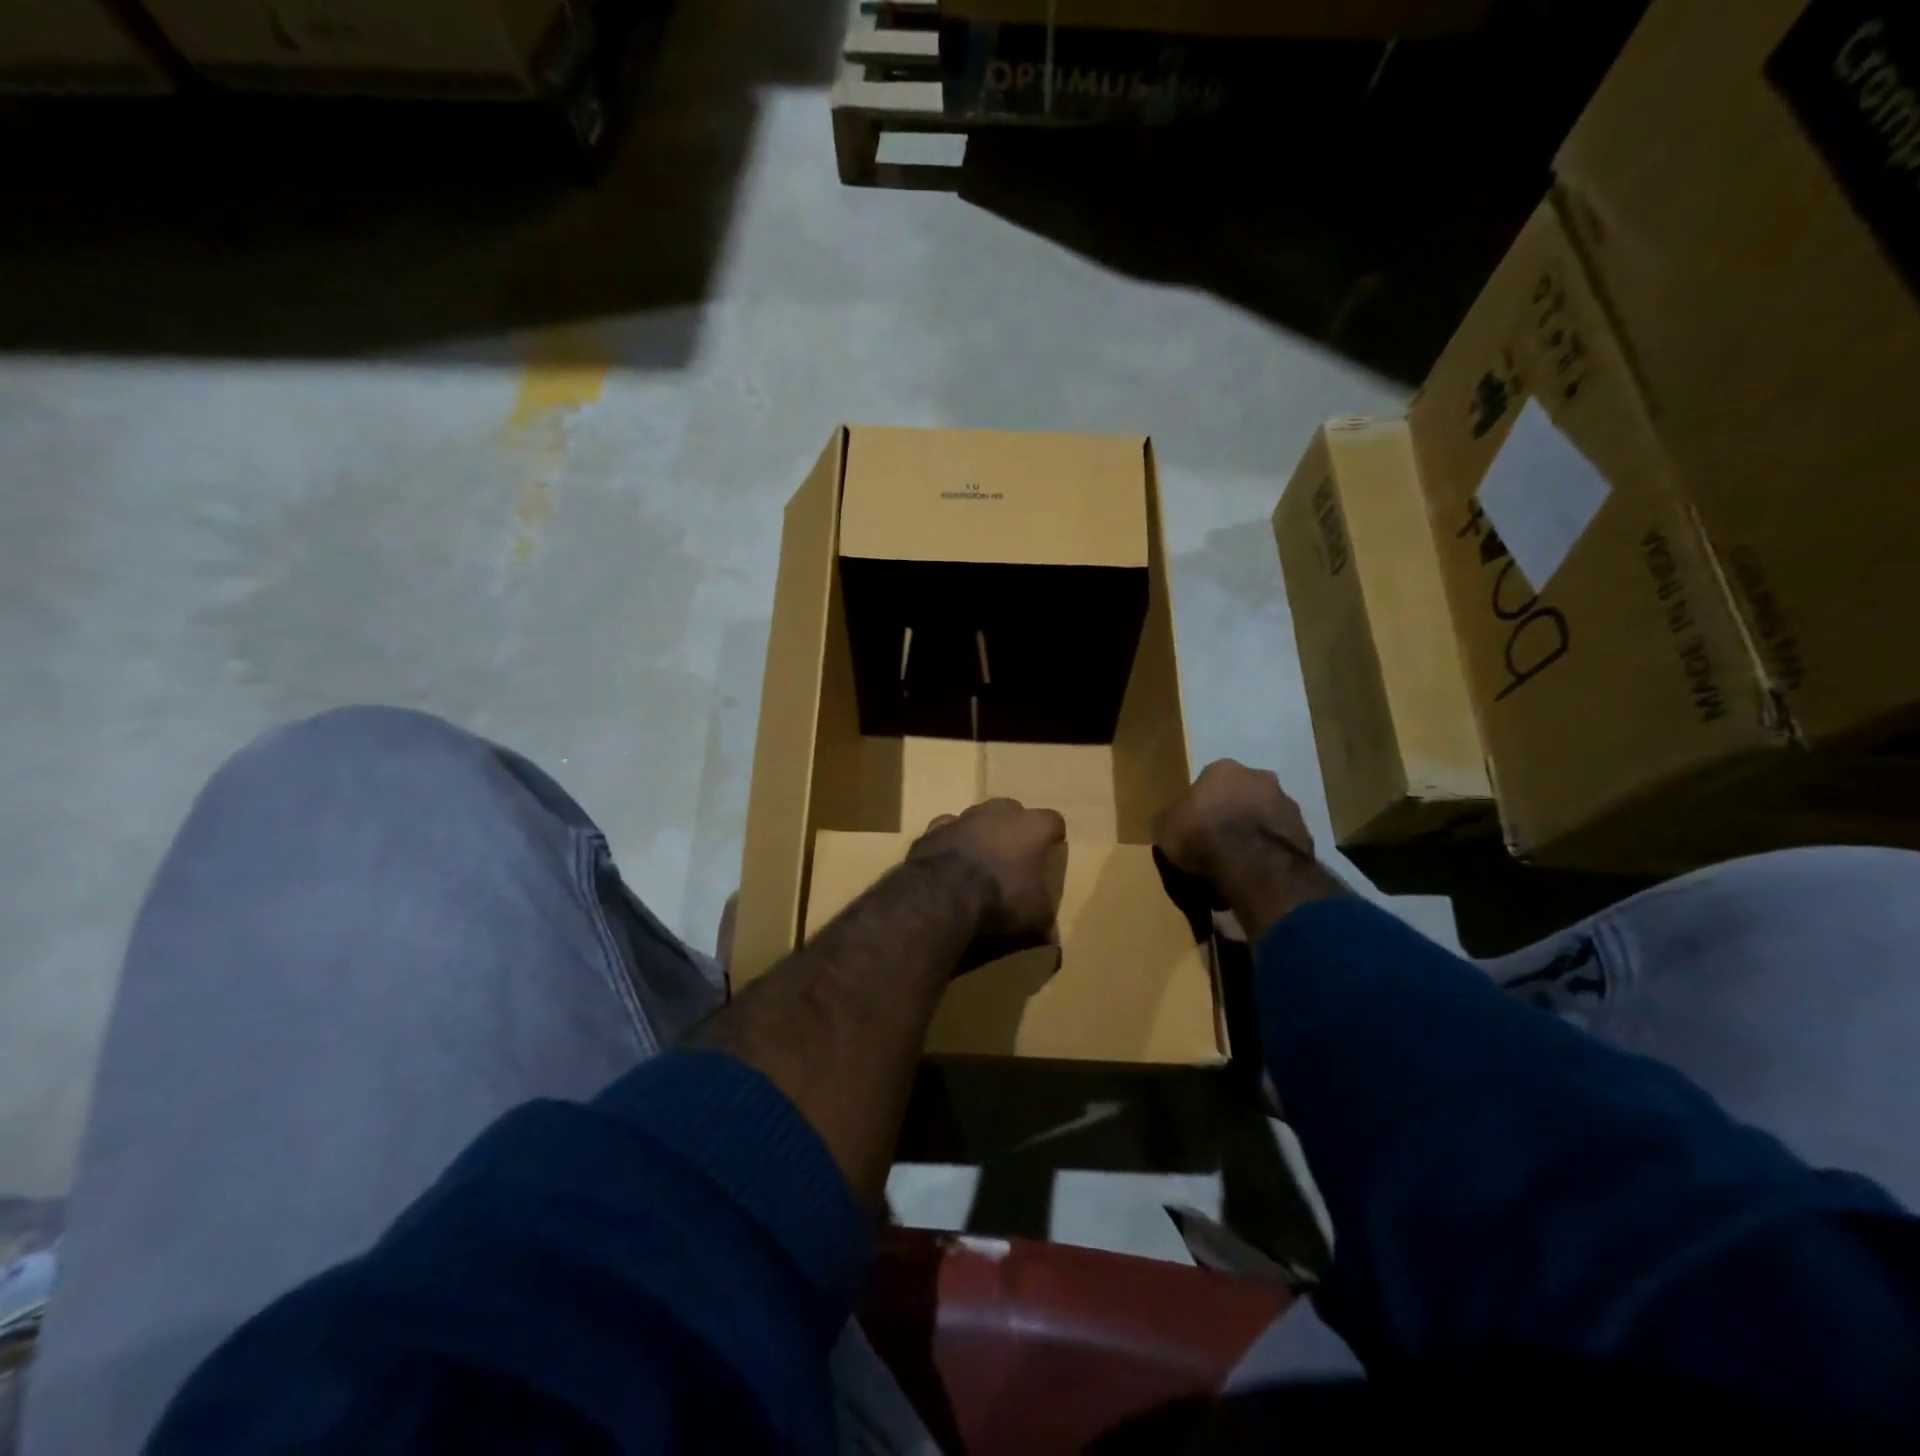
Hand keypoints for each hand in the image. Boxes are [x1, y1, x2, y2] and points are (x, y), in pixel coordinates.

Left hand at [908, 798, 1066, 940]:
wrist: (944, 894)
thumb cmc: (1001, 898)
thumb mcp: (1034, 916)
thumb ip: (1043, 917)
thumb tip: (1048, 935)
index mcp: (1031, 828)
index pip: (1052, 821)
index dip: (1053, 834)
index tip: (1052, 847)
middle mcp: (998, 813)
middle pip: (1012, 810)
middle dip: (1014, 827)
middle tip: (1014, 852)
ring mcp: (963, 818)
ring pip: (976, 816)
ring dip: (980, 832)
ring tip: (980, 856)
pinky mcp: (933, 830)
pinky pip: (946, 830)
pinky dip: (949, 842)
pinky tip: (948, 860)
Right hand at [1156, 760, 1313, 880]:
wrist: (1252, 863)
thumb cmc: (1201, 835)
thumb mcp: (1165, 827)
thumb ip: (1172, 819)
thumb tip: (1173, 822)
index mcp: (1223, 769)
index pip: (1209, 782)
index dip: (1202, 806)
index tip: (1196, 827)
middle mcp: (1260, 777)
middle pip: (1243, 795)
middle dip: (1234, 814)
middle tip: (1220, 843)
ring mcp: (1288, 804)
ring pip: (1266, 817)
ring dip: (1256, 833)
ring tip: (1241, 863)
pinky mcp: (1305, 833)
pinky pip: (1282, 842)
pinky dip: (1271, 853)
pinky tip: (1258, 873)